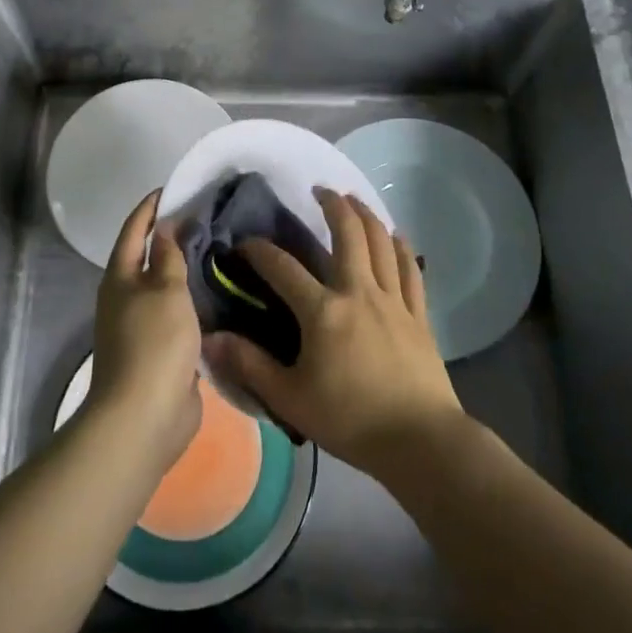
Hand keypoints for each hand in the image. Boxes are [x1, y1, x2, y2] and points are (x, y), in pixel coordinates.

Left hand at [87, 190, 201, 474]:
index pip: (135, 230)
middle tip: (207, 219)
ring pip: (166, 288)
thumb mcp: (166, 290)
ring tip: (220, 252)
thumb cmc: (153, 343)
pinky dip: (195, 302)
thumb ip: (169, 256)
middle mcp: (127, 298)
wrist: (145, 416)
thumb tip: (166, 226)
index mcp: (121, 278)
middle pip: (149, 258)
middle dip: (173, 238)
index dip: (151, 208)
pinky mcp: (161, 351)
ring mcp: (142, 327)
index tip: (174, 189)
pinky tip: (220, 295)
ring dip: (187, 271)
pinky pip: (179, 316)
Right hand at [203, 189, 462, 478]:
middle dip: (332, 206)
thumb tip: (211, 339)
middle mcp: (359, 292)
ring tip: (354, 200)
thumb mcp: (291, 399)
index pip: (283, 268)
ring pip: (381, 242)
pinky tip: (397, 236)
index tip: (245, 243)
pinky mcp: (418, 314)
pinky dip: (402, 248)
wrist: (420, 442)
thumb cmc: (350, 420)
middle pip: (348, 234)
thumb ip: (250, 365)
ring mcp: (393, 300)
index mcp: (323, 311)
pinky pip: (410, 270)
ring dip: (366, 215)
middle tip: (320, 190)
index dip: (260, 251)